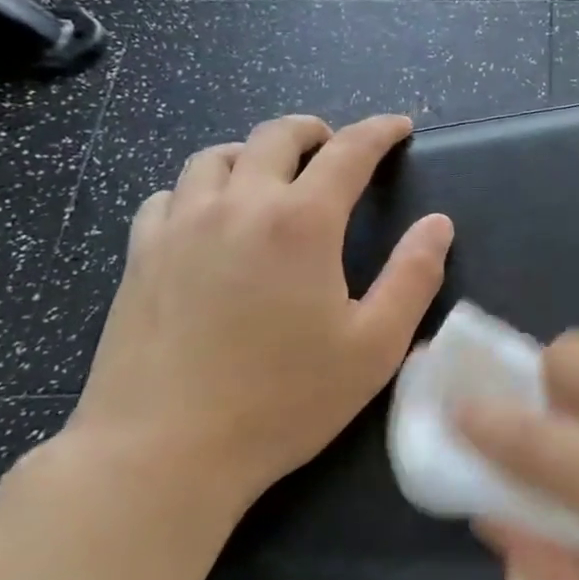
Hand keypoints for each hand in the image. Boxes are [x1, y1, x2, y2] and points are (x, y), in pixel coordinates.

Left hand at [68, 113, 453, 514]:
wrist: (163, 452)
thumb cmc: (284, 400)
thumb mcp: (375, 346)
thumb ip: (413, 277)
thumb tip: (438, 224)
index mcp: (301, 223)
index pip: (348, 152)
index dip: (379, 132)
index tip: (400, 127)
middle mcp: (238, 206)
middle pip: (275, 137)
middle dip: (314, 131)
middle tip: (335, 144)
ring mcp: (180, 228)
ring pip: (214, 157)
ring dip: (254, 152)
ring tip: (273, 174)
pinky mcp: (140, 257)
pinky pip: (170, 195)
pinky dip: (201, 188)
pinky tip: (210, 216)